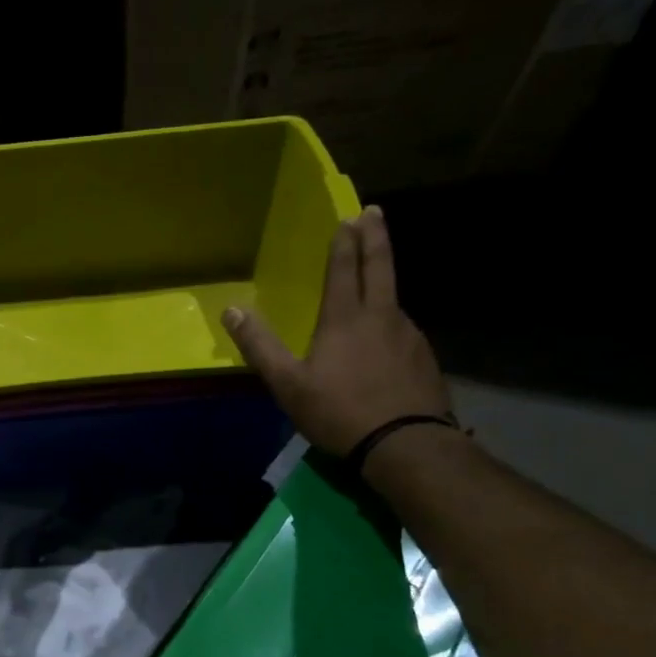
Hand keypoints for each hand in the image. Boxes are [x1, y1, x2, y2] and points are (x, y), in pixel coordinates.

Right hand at [222, 205, 449, 456]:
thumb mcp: (288, 384)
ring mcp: (408, 335)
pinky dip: (392, 321)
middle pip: (380, 267)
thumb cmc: (338, 411)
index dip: (344, 242)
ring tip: (374, 280)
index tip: (349, 216)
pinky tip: (387, 337)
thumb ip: (260, 347)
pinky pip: (403, 330)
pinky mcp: (424, 358)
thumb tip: (231, 310)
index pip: (344, 269)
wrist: (404, 444)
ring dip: (383, 280)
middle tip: (374, 212)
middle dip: (375, 237)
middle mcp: (382, 316)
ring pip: (393, 299)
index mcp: (345, 318)